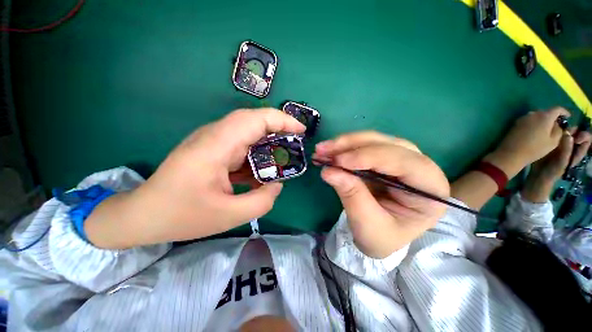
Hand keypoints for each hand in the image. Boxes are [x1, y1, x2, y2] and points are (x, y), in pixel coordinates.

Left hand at [86, 109, 304, 247]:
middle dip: (279, 129)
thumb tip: (277, 184)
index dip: (281, 120)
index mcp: (215, 146)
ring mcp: (212, 142)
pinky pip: (241, 146)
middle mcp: (214, 137)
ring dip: (268, 143)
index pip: (254, 119)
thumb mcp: (228, 215)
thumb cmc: (181, 215)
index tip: (300, 130)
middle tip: (296, 143)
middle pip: (253, 121)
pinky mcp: (213, 150)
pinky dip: (257, 154)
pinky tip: (262, 171)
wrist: (143, 215)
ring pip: (248, 133)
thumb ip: (262, 201)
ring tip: (283, 159)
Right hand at [313, 131, 449, 257]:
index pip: (404, 163)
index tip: (339, 161)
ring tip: (321, 150)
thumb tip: (328, 171)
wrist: (380, 237)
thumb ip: (351, 195)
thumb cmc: (381, 237)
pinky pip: (364, 146)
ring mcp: (401, 159)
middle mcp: (421, 168)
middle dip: (352, 146)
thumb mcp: (367, 224)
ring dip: (345, 144)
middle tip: (323, 150)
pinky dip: (344, 148)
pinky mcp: (383, 159)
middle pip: (388, 145)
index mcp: (430, 189)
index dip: (370, 157)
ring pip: (374, 141)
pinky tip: (328, 151)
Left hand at [485, 107, 570, 177]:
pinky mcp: (515, 124)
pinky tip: (536, 132)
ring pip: (537, 116)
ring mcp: (523, 118)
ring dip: (543, 120)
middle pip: (546, 112)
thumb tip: (558, 124)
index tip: (568, 117)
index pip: (557, 109)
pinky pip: (529, 121)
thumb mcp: (554, 141)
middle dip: (553, 117)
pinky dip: (535, 124)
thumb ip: (559, 130)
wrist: (511, 153)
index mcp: (545, 116)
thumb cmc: (535, 149)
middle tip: (557, 125)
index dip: (564, 112)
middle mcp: (533, 113)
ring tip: (547, 129)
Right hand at [522, 129, 591, 202]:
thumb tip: (568, 134)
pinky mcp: (550, 142)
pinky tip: (547, 133)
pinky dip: (553, 131)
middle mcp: (571, 145)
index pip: (587, 139)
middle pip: (575, 132)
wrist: (538, 174)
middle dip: (571, 130)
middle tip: (563, 131)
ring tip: (554, 130)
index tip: (575, 137)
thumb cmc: (553, 171)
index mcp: (577, 150)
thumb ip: (566, 150)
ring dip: (561, 129)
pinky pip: (554, 133)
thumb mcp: (561, 163)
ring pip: (565, 131)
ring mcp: (560, 143)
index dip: (583, 136)